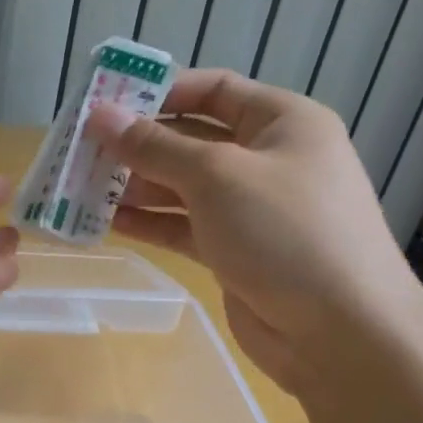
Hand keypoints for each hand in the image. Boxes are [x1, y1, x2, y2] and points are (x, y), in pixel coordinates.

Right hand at [85, 69, 422, 394]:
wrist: (340, 332)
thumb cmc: (285, 232)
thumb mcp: (216, 176)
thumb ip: (154, 146)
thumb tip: (99, 116)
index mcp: (283, 122)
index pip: (214, 90)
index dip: (160, 91)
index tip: (105, 103)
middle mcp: (269, 160)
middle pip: (193, 139)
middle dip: (139, 144)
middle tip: (82, 152)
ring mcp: (253, 210)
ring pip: (184, 187)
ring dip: (137, 186)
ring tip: (84, 188)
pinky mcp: (237, 252)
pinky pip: (186, 226)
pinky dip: (151, 223)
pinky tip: (109, 223)